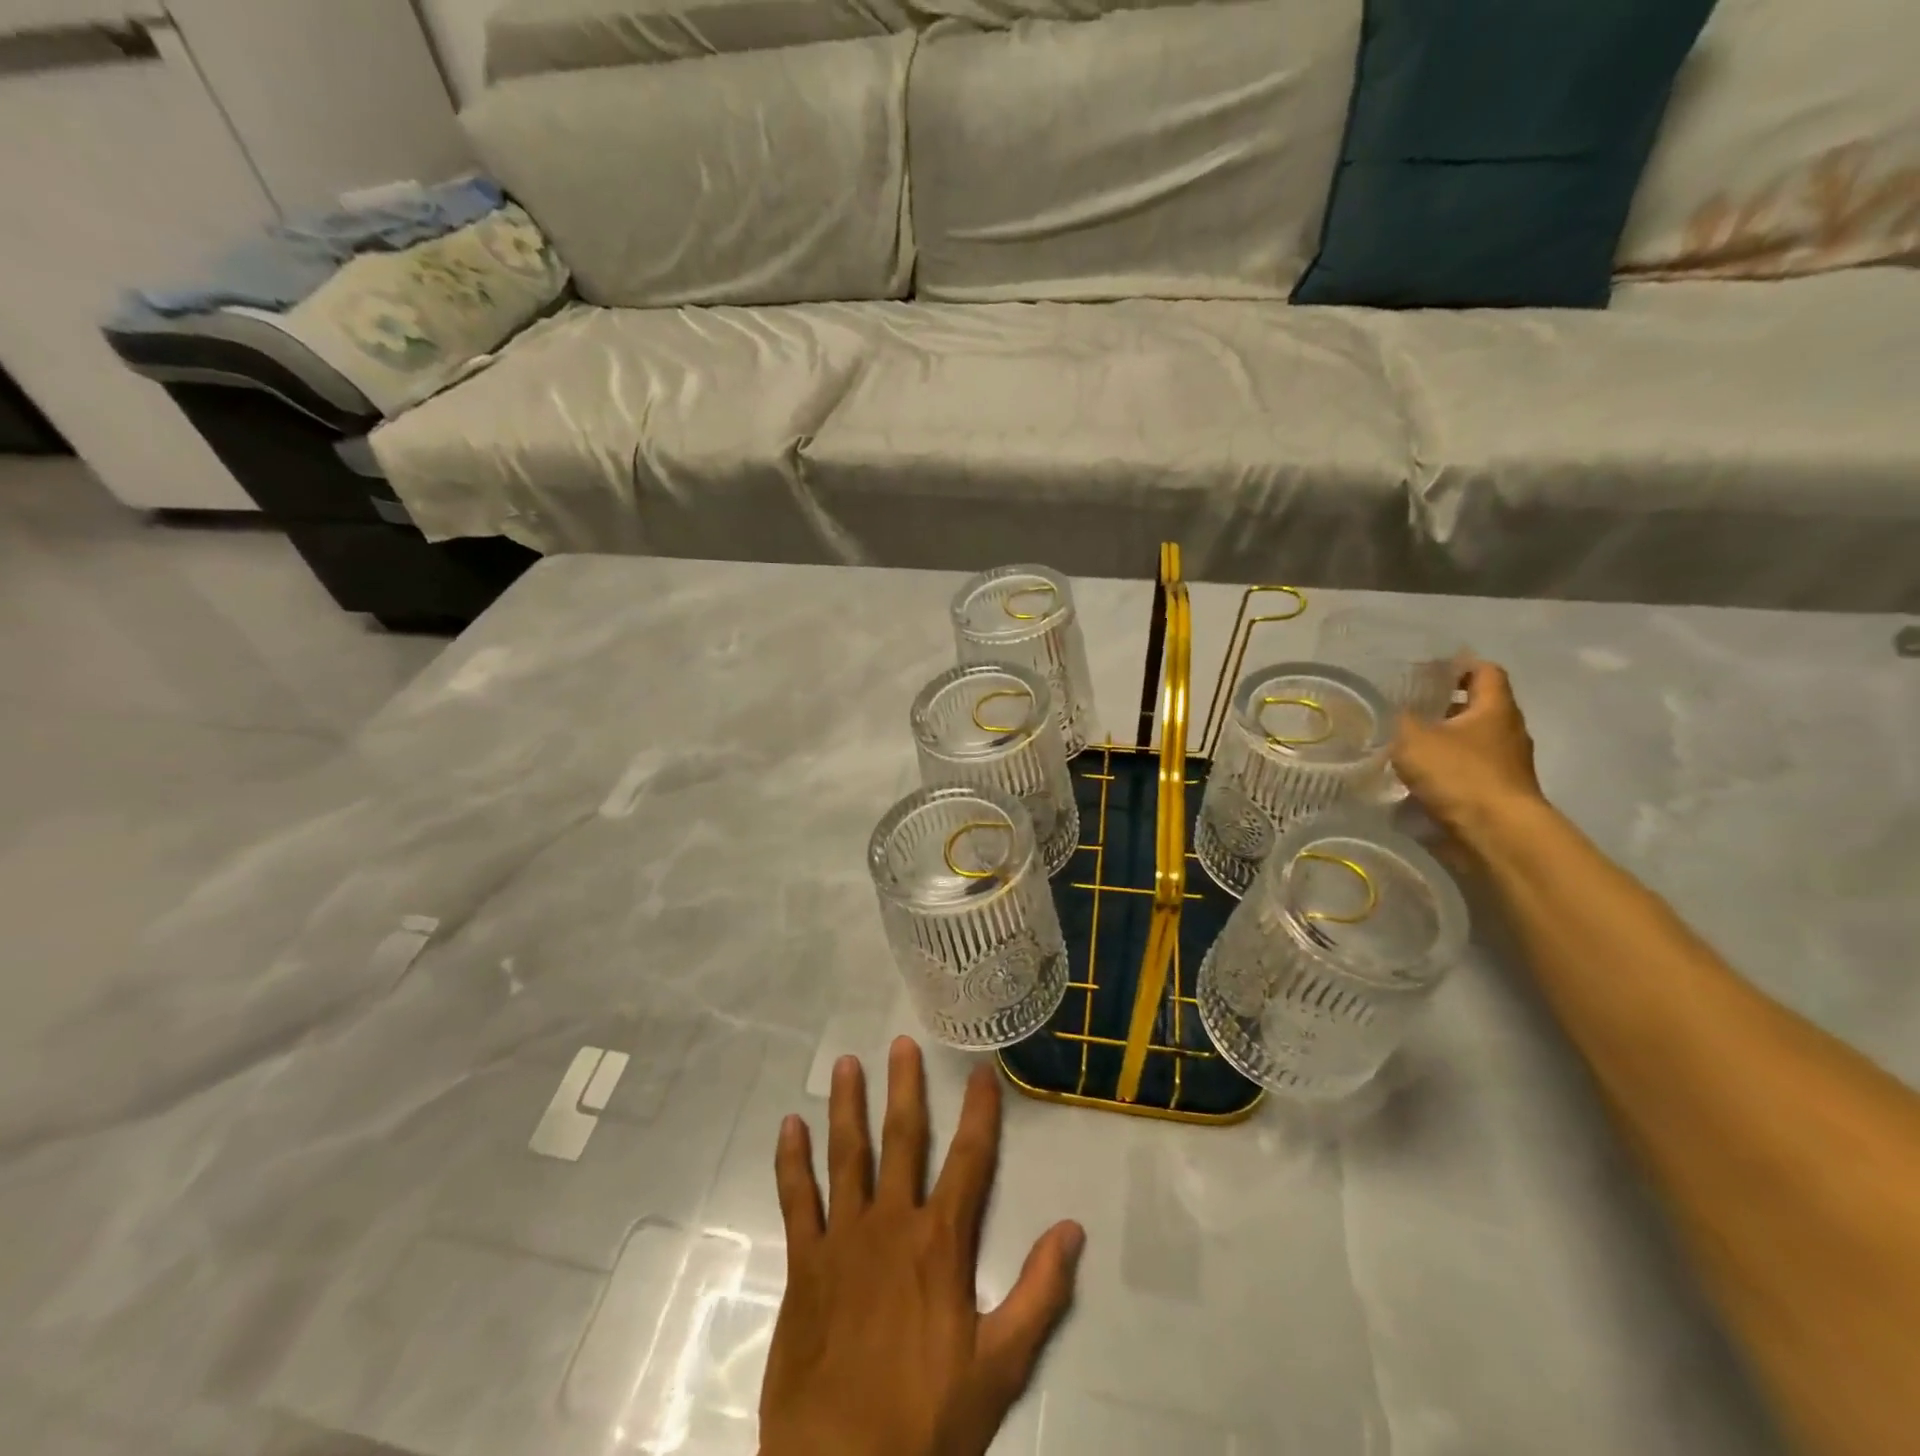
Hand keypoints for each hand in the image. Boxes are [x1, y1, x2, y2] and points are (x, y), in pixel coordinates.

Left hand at [759, 1037, 1084, 1455]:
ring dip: (848, 1106)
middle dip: (906, 1088)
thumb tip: (1073, 1228)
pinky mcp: (804, 1263)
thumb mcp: (1001, 1366)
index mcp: (941, 1242)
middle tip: (901, 1042)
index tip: (982, 1071)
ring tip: (848, 1063)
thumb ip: (1040, 1293)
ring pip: (847, 1155)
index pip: (971, 1160)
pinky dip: (792, 1160)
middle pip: (903, 1139)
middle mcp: (892, 1222)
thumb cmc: (927, 1421)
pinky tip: (790, 1125)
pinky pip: (796, 1199)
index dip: (980, 1112)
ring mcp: (843, 1238)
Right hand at [1392, 660, 1544, 842]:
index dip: (1458, 666)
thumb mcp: (1414, 739)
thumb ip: (1400, 720)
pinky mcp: (1497, 792)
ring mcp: (1507, 764)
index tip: (1428, 671)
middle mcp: (1508, 731)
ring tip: (1406, 745)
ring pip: (1471, 741)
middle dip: (1444, 706)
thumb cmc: (1459, 774)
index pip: (1484, 671)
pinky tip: (1418, 777)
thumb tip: (1393, 711)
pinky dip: (1446, 769)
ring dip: (1443, 740)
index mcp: (1495, 708)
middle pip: (1477, 707)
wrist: (1496, 833)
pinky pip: (1468, 770)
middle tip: (1408, 708)